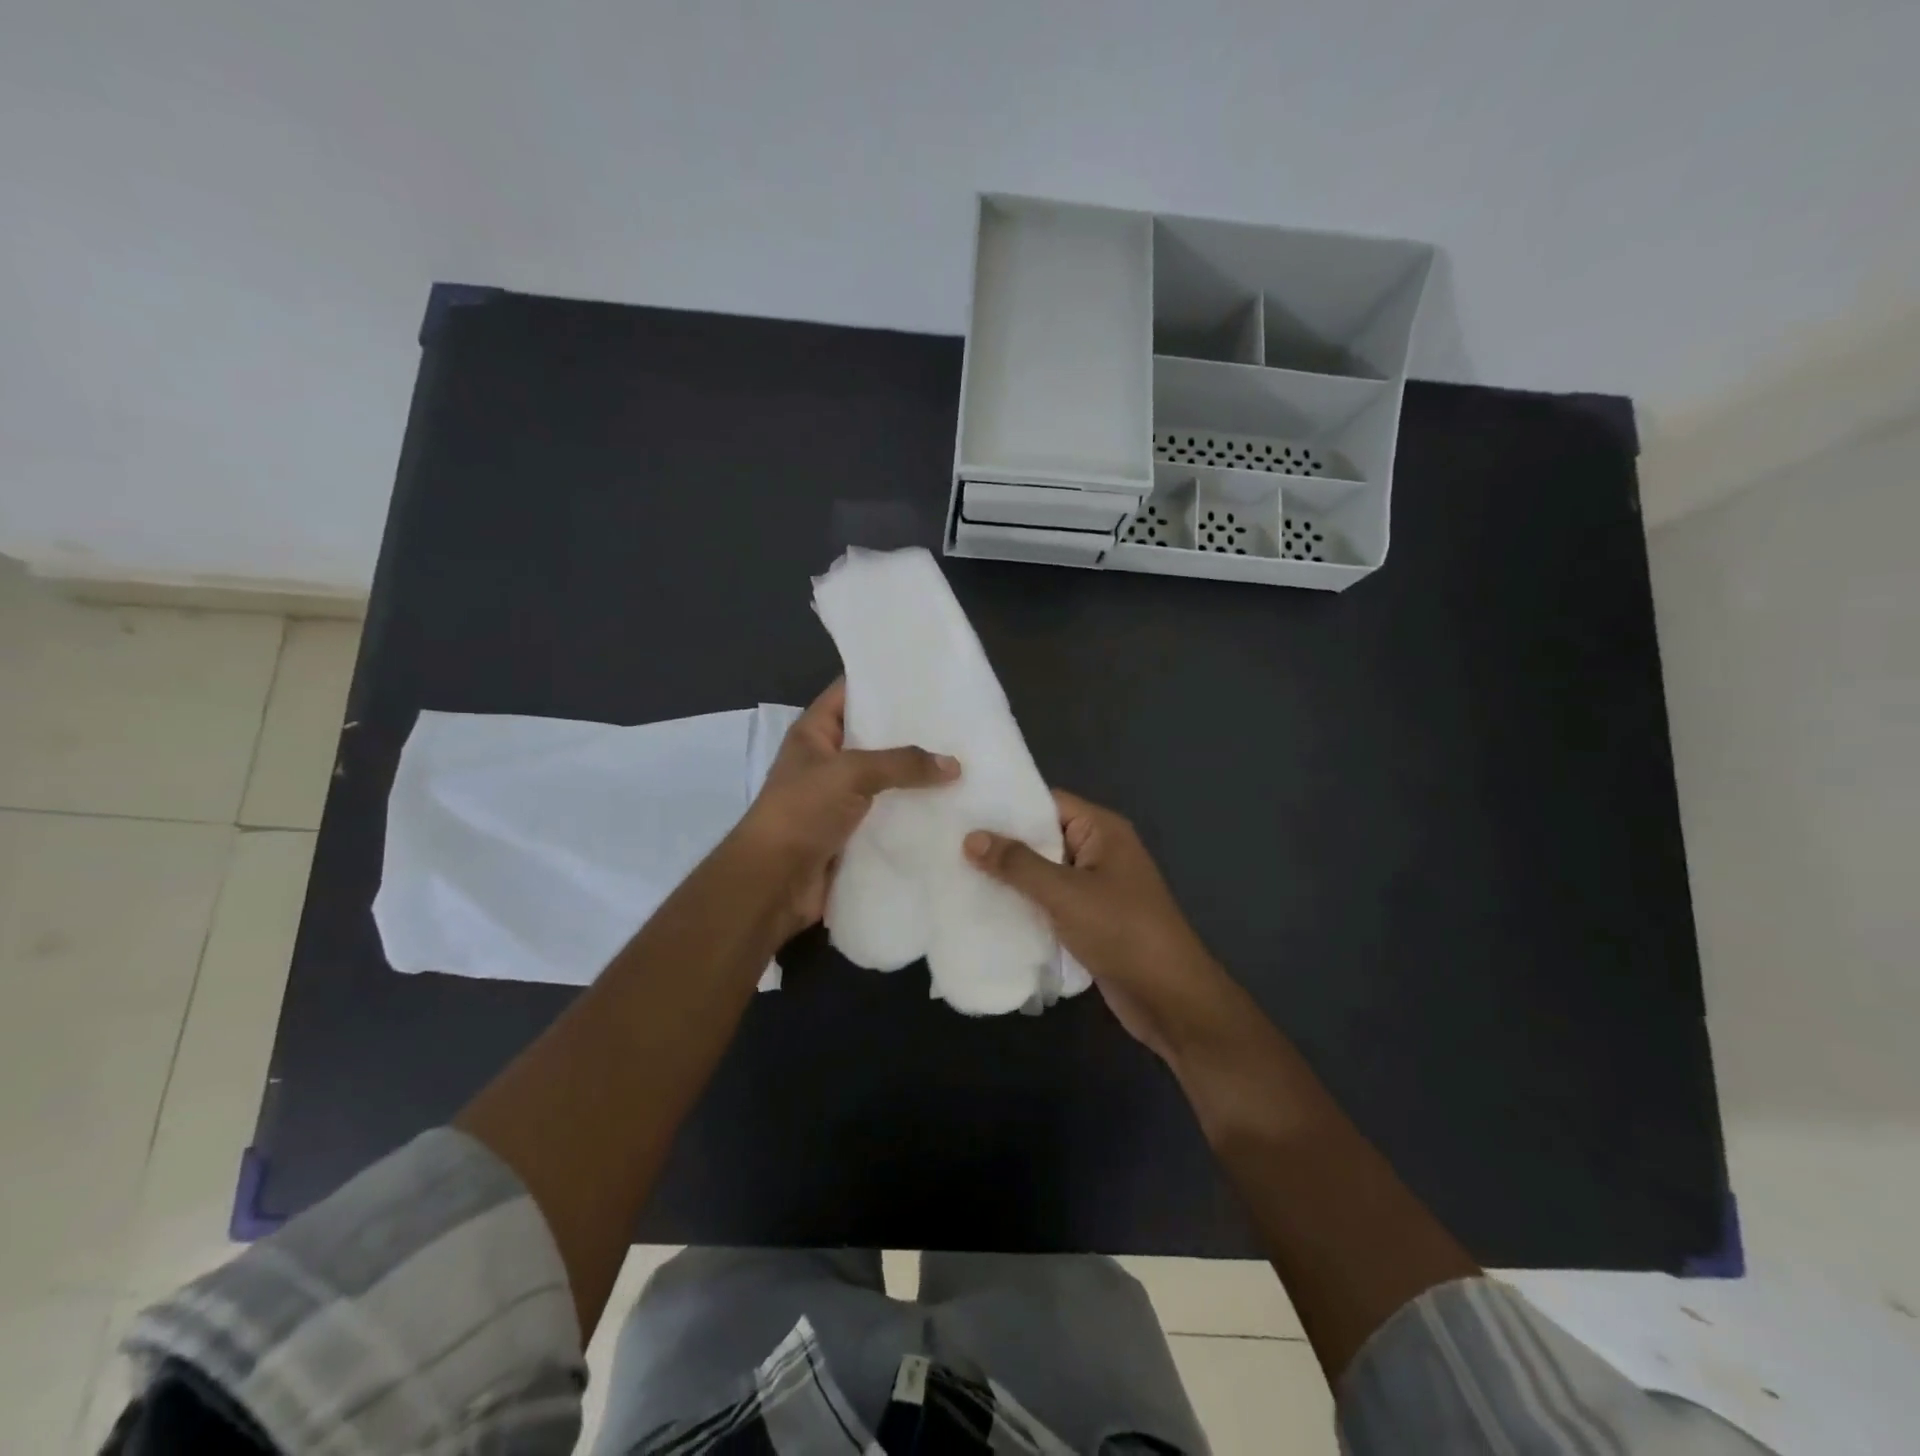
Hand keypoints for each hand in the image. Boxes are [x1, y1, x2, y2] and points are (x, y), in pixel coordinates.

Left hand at [735, 679, 957, 937]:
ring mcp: (841, 799)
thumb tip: (954, 765)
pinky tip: (951, 806)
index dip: (881, 682)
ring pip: (886, 780)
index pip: (849, 692)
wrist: (774, 882)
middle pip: (874, 738)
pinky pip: (889, 815)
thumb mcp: (851, 773)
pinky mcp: (854, 833)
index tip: (926, 677)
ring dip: (917, 777)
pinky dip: (914, 813)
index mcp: (814, 733)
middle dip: (911, 732)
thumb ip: (902, 764)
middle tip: (959, 721)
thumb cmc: (802, 811)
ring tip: (965, 763)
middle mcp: (828, 761)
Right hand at [964, 792, 1234, 1062]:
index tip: (963, 809)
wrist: (1170, 998)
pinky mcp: (1090, 919)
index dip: (1008, 805)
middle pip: (1043, 836)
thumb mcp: (1065, 893)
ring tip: (956, 872)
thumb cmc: (1122, 931)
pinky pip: (1050, 901)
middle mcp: (1099, 851)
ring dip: (1010, 877)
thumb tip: (971, 837)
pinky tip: (986, 908)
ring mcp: (1095, 887)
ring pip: (1044, 872)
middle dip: (1002, 843)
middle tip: (950, 842)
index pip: (1048, 802)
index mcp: (1102, 830)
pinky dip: (1024, 904)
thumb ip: (1017, 864)